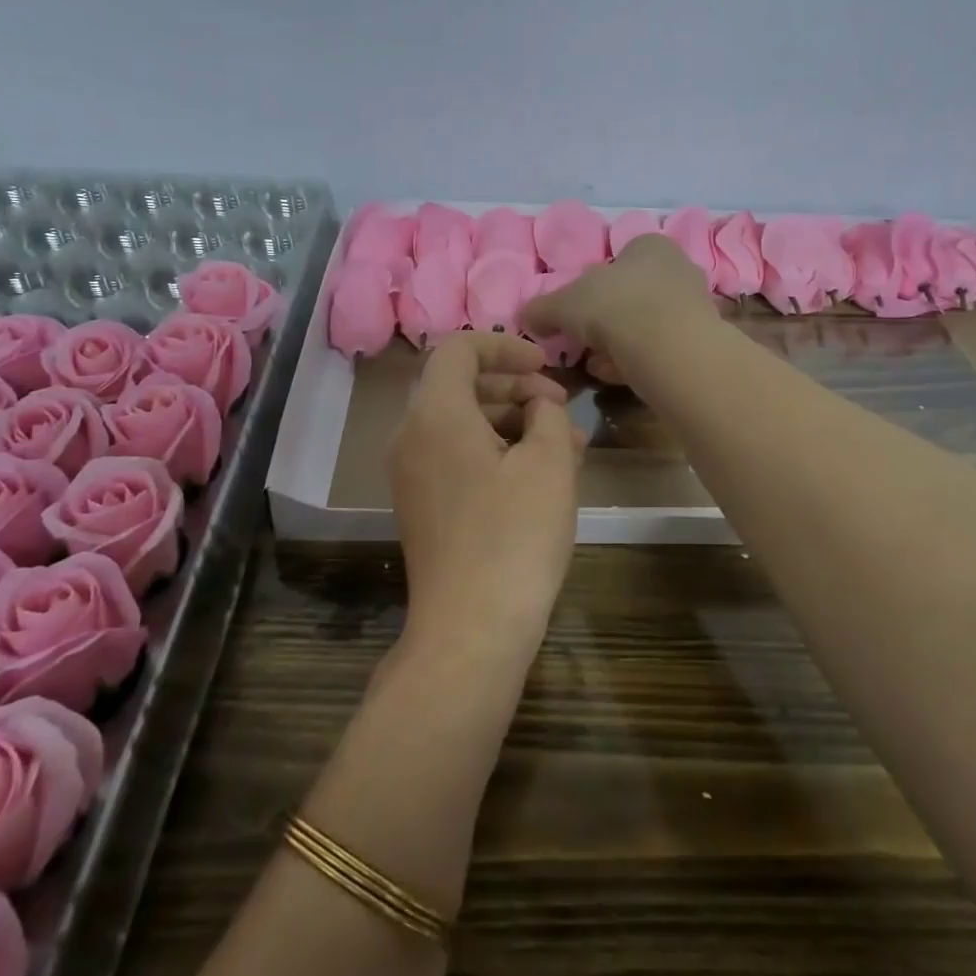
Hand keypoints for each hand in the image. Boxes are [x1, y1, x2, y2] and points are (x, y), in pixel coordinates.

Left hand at [389, 333, 580, 652]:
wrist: (470, 629)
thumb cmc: (514, 536)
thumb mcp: (549, 464)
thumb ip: (548, 415)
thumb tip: (538, 405)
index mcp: (436, 414)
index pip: (459, 349)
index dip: (505, 346)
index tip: (547, 365)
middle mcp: (411, 436)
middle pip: (460, 385)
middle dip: (514, 386)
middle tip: (561, 407)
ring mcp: (411, 473)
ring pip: (461, 423)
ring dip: (510, 420)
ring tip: (564, 443)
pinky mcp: (421, 505)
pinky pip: (455, 455)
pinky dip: (494, 450)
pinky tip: (538, 473)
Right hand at [519, 234, 716, 383]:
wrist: (669, 349)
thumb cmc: (615, 307)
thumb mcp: (563, 305)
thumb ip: (542, 309)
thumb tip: (527, 316)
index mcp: (648, 245)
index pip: (616, 260)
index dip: (591, 288)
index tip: (574, 314)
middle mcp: (678, 267)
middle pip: (631, 295)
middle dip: (605, 320)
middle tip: (584, 343)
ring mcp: (694, 306)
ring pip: (646, 324)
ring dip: (619, 344)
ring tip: (597, 365)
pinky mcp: (701, 341)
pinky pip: (661, 349)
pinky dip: (638, 361)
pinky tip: (620, 376)